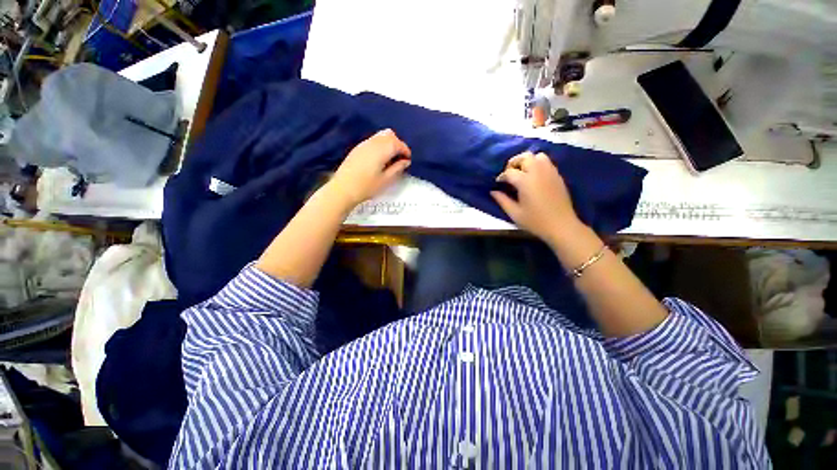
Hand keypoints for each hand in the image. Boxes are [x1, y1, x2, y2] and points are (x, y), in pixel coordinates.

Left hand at [327, 129, 411, 207]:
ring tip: (390, 159)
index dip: (405, 150)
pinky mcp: (357, 148)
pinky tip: (379, 160)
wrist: (343, 189)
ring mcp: (364, 144)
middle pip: (389, 135)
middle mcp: (373, 142)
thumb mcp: (386, 180)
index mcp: (382, 149)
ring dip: (389, 144)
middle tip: (400, 158)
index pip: (398, 143)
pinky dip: (380, 146)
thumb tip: (406, 161)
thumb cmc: (367, 186)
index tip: (408, 160)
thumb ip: (398, 168)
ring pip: (380, 136)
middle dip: (398, 144)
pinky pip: (373, 141)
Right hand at [491, 152, 581, 244]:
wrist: (561, 226)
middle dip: (514, 163)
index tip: (498, 183)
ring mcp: (550, 173)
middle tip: (509, 173)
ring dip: (528, 161)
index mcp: (525, 181)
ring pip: (538, 156)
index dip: (501, 176)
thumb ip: (502, 200)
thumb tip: (493, 192)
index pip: (509, 172)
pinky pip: (547, 163)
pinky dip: (538, 165)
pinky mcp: (558, 176)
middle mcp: (538, 172)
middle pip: (525, 157)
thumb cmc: (535, 221)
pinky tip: (534, 177)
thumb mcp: (515, 213)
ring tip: (522, 172)